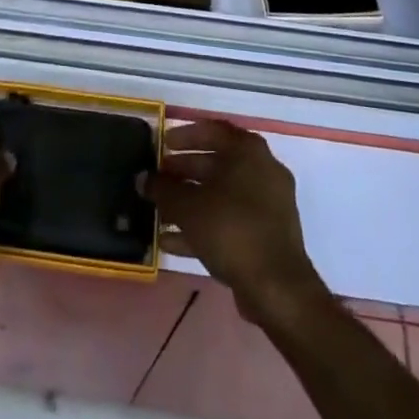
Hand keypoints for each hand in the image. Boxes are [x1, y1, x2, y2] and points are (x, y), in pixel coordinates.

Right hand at [147, 120, 326, 326]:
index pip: (213, 130)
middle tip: (158, 179)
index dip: (184, 136)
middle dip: (184, 171)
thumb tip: (142, 178)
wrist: (276, 288)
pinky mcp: (266, 235)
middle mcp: (262, 170)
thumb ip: (163, 189)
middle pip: (217, 163)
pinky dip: (203, 226)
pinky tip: (171, 241)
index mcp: (248, 151)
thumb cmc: (231, 229)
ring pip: (221, 195)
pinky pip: (230, 221)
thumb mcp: (188, 207)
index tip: (162, 145)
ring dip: (190, 202)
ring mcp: (268, 204)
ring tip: (159, 211)